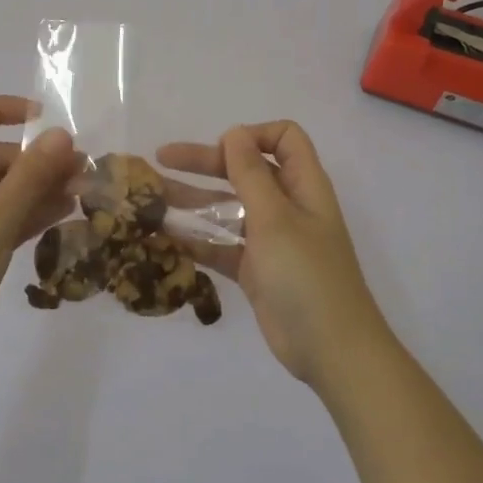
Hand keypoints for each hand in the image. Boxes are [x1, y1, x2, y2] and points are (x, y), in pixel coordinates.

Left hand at [0, 96, 81, 380]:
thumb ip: (30, 177)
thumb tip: (63, 135)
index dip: (2, 109)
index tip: (44, 119)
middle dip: (38, 162)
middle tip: (83, 173)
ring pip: (3, 190)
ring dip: (40, 189)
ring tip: (83, 193)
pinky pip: (2, 218)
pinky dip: (28, 214)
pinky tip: (64, 215)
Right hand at [158, 121, 388, 389]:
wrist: (331, 349)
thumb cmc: (306, 275)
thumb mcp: (275, 219)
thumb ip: (251, 174)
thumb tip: (234, 133)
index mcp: (302, 185)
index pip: (283, 139)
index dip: (252, 136)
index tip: (220, 149)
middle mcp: (287, 206)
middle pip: (244, 170)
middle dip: (204, 162)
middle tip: (160, 160)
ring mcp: (270, 239)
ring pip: (228, 208)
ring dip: (192, 202)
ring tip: (151, 201)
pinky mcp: (255, 269)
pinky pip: (222, 245)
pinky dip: (197, 239)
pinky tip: (164, 239)